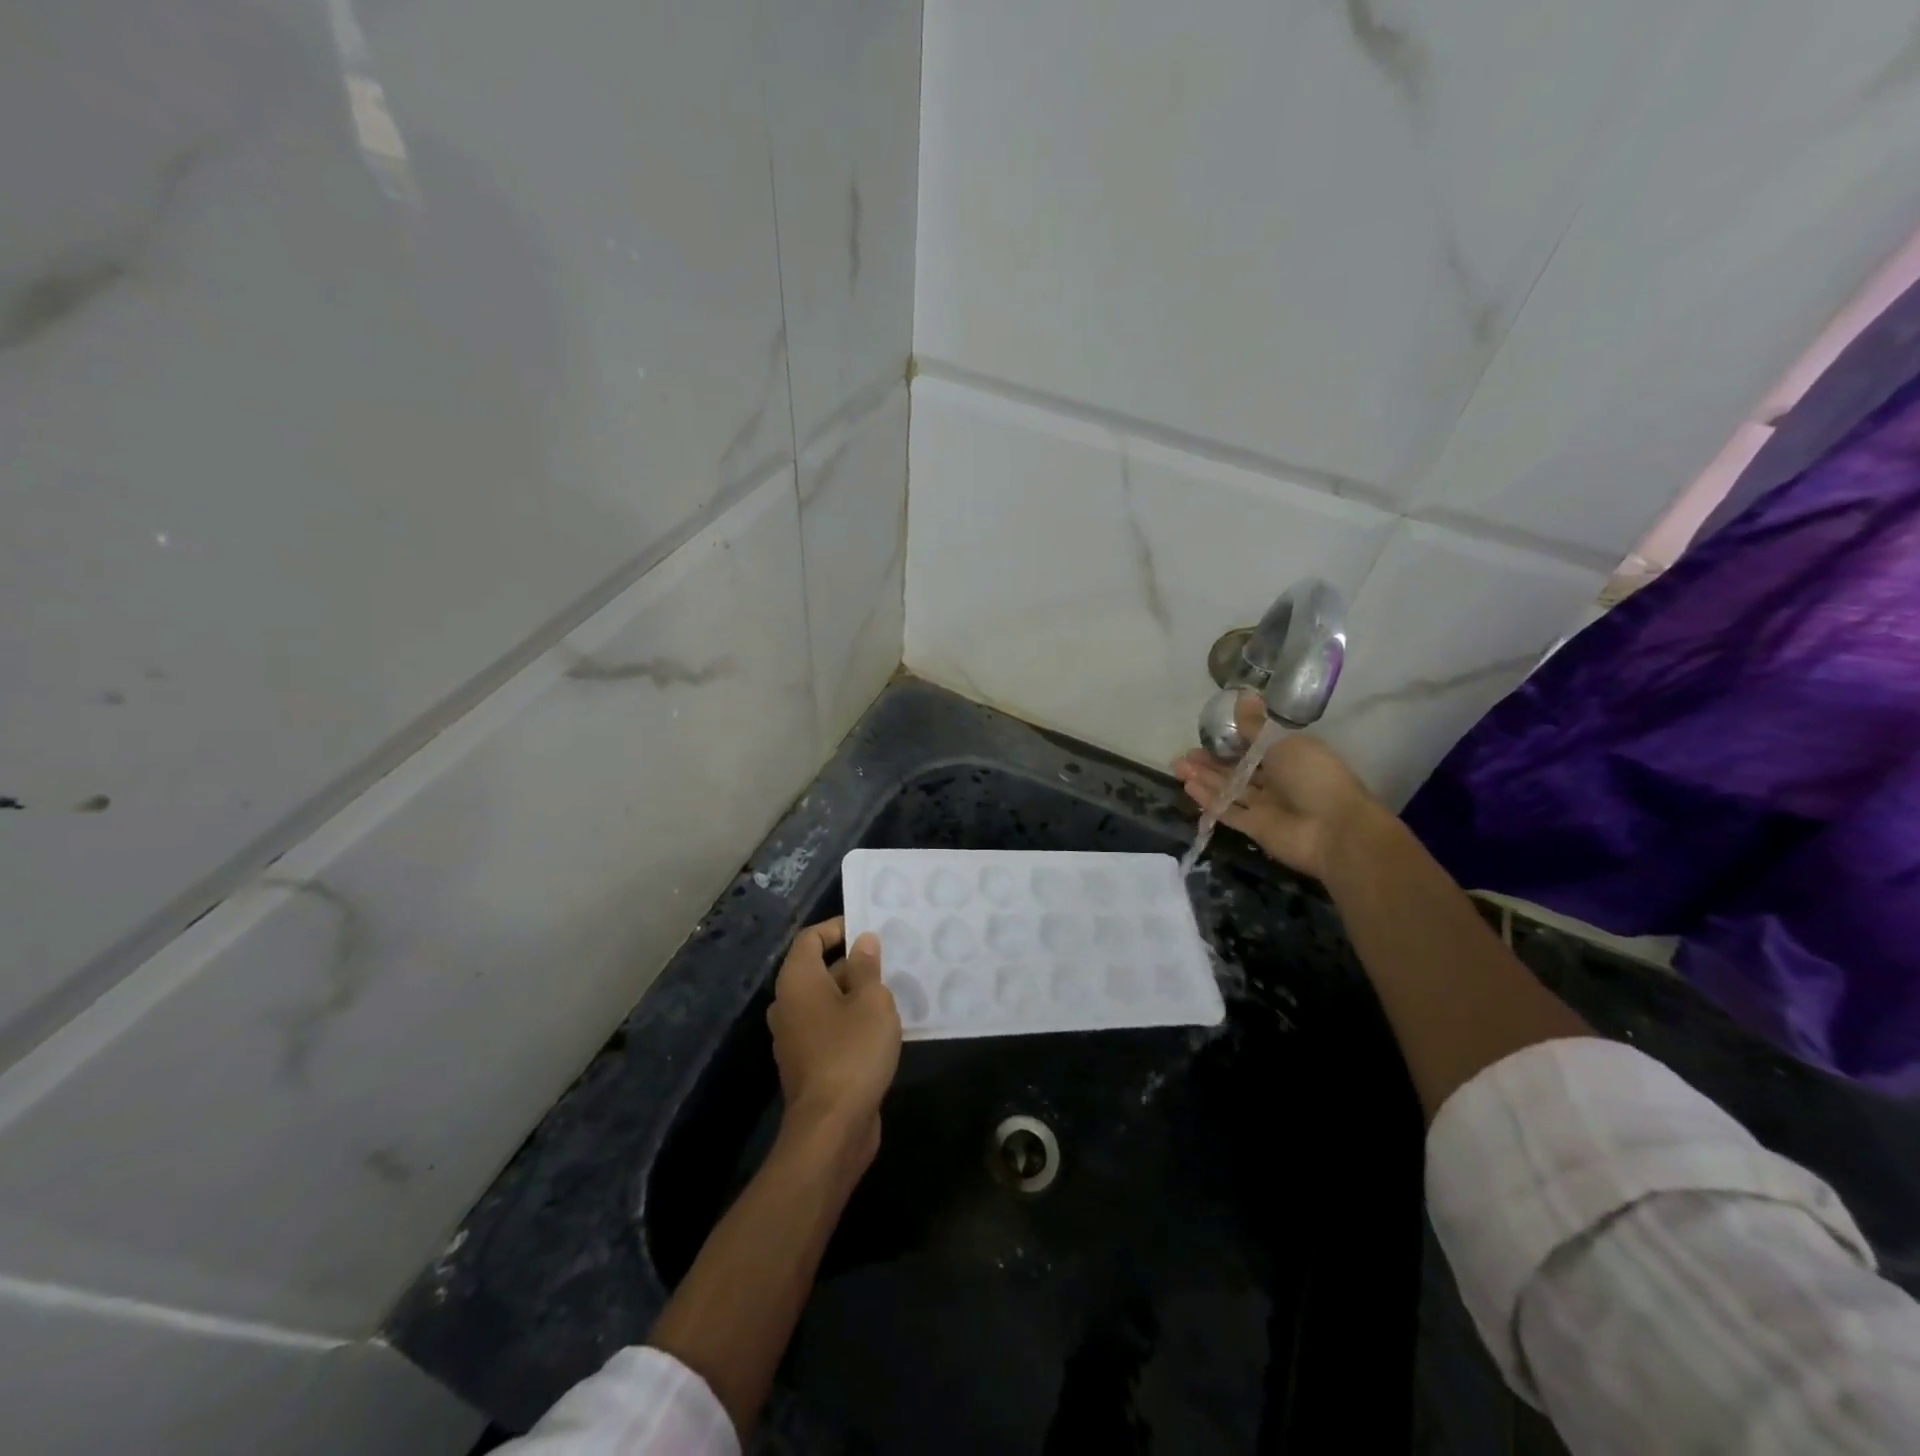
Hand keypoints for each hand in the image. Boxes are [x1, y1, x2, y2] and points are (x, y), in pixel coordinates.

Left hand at [766, 918, 900, 1167]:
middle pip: (818, 969)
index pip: (811, 938)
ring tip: (891, 991)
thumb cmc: (852, 1051)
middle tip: (890, 961)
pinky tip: (881, 1027)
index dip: (838, 928)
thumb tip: (863, 942)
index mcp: (797, 981)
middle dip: (853, 962)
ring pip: (825, 1000)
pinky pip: (828, 1027)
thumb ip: (868, 967)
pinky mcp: (807, 1063)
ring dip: (855, 994)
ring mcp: (794, 1036)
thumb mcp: (872, 1001)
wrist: (832, 1127)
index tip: (870, 930)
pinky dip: (850, 1020)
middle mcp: (788, 1004)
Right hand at [1173, 733, 1381, 880]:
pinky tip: (1189, 787)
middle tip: (1184, 755)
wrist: (1334, 829)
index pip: (1254, 748)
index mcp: (1289, 757)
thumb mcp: (1283, 743)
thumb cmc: (1313, 776)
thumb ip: (1256, 726)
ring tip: (1178, 767)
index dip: (1230, 742)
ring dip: (1205, 778)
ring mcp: (1266, 806)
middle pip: (1237, 770)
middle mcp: (1277, 781)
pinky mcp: (1255, 828)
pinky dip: (1210, 800)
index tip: (1206, 736)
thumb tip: (1244, 694)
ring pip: (1229, 789)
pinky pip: (1228, 811)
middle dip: (1210, 762)